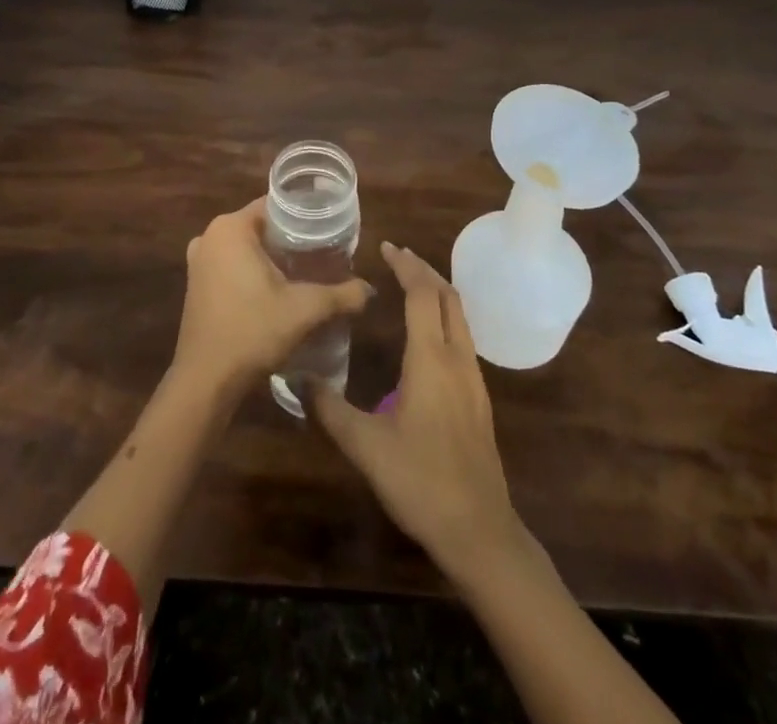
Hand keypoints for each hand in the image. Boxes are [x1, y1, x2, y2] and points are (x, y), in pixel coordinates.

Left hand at [172, 198, 372, 395]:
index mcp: (231, 228)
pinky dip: (252, 271)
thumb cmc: (252, 331)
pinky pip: (231, 265)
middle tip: (323, 252)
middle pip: (261, 226)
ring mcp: (199, 261)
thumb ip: (341, 295)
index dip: (304, 216)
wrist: (206, 380)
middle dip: (290, 239)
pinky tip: (276, 290)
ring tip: (305, 271)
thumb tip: (369, 290)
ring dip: (271, 257)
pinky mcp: (196, 284)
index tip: (329, 230)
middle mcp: (210, 236)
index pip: (275, 205)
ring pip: (245, 247)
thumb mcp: (304, 310)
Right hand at [309, 243, 525, 579]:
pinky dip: (445, 316)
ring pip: (460, 316)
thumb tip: (296, 380)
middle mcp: (458, 358)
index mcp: (432, 359)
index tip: (387, 247)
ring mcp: (474, 378)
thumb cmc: (421, 481)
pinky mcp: (479, 398)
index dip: (406, 265)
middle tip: (397, 258)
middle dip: (424, 270)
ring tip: (410, 286)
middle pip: (448, 296)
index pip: (423, 293)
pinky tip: (426, 336)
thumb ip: (330, 410)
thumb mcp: (366, 446)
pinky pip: (464, 337)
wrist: (480, 530)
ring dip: (437, 292)